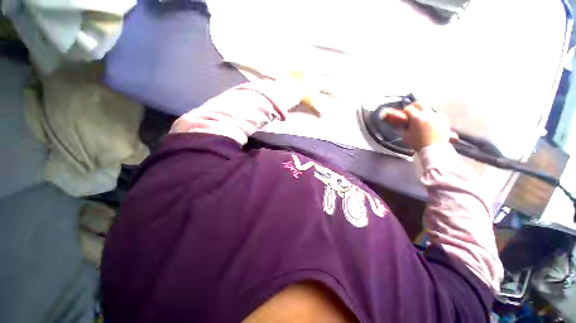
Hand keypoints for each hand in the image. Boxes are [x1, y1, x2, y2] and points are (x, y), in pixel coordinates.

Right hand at [382, 103, 453, 151]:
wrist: (434, 149)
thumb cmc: (417, 143)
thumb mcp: (405, 136)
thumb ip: (403, 127)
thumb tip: (402, 122)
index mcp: (417, 118)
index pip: (408, 108)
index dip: (404, 111)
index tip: (403, 114)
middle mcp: (428, 114)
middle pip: (420, 103)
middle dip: (414, 106)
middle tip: (411, 111)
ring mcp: (437, 116)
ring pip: (429, 108)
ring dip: (423, 111)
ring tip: (421, 118)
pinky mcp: (444, 120)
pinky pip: (436, 114)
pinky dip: (432, 116)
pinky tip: (430, 122)